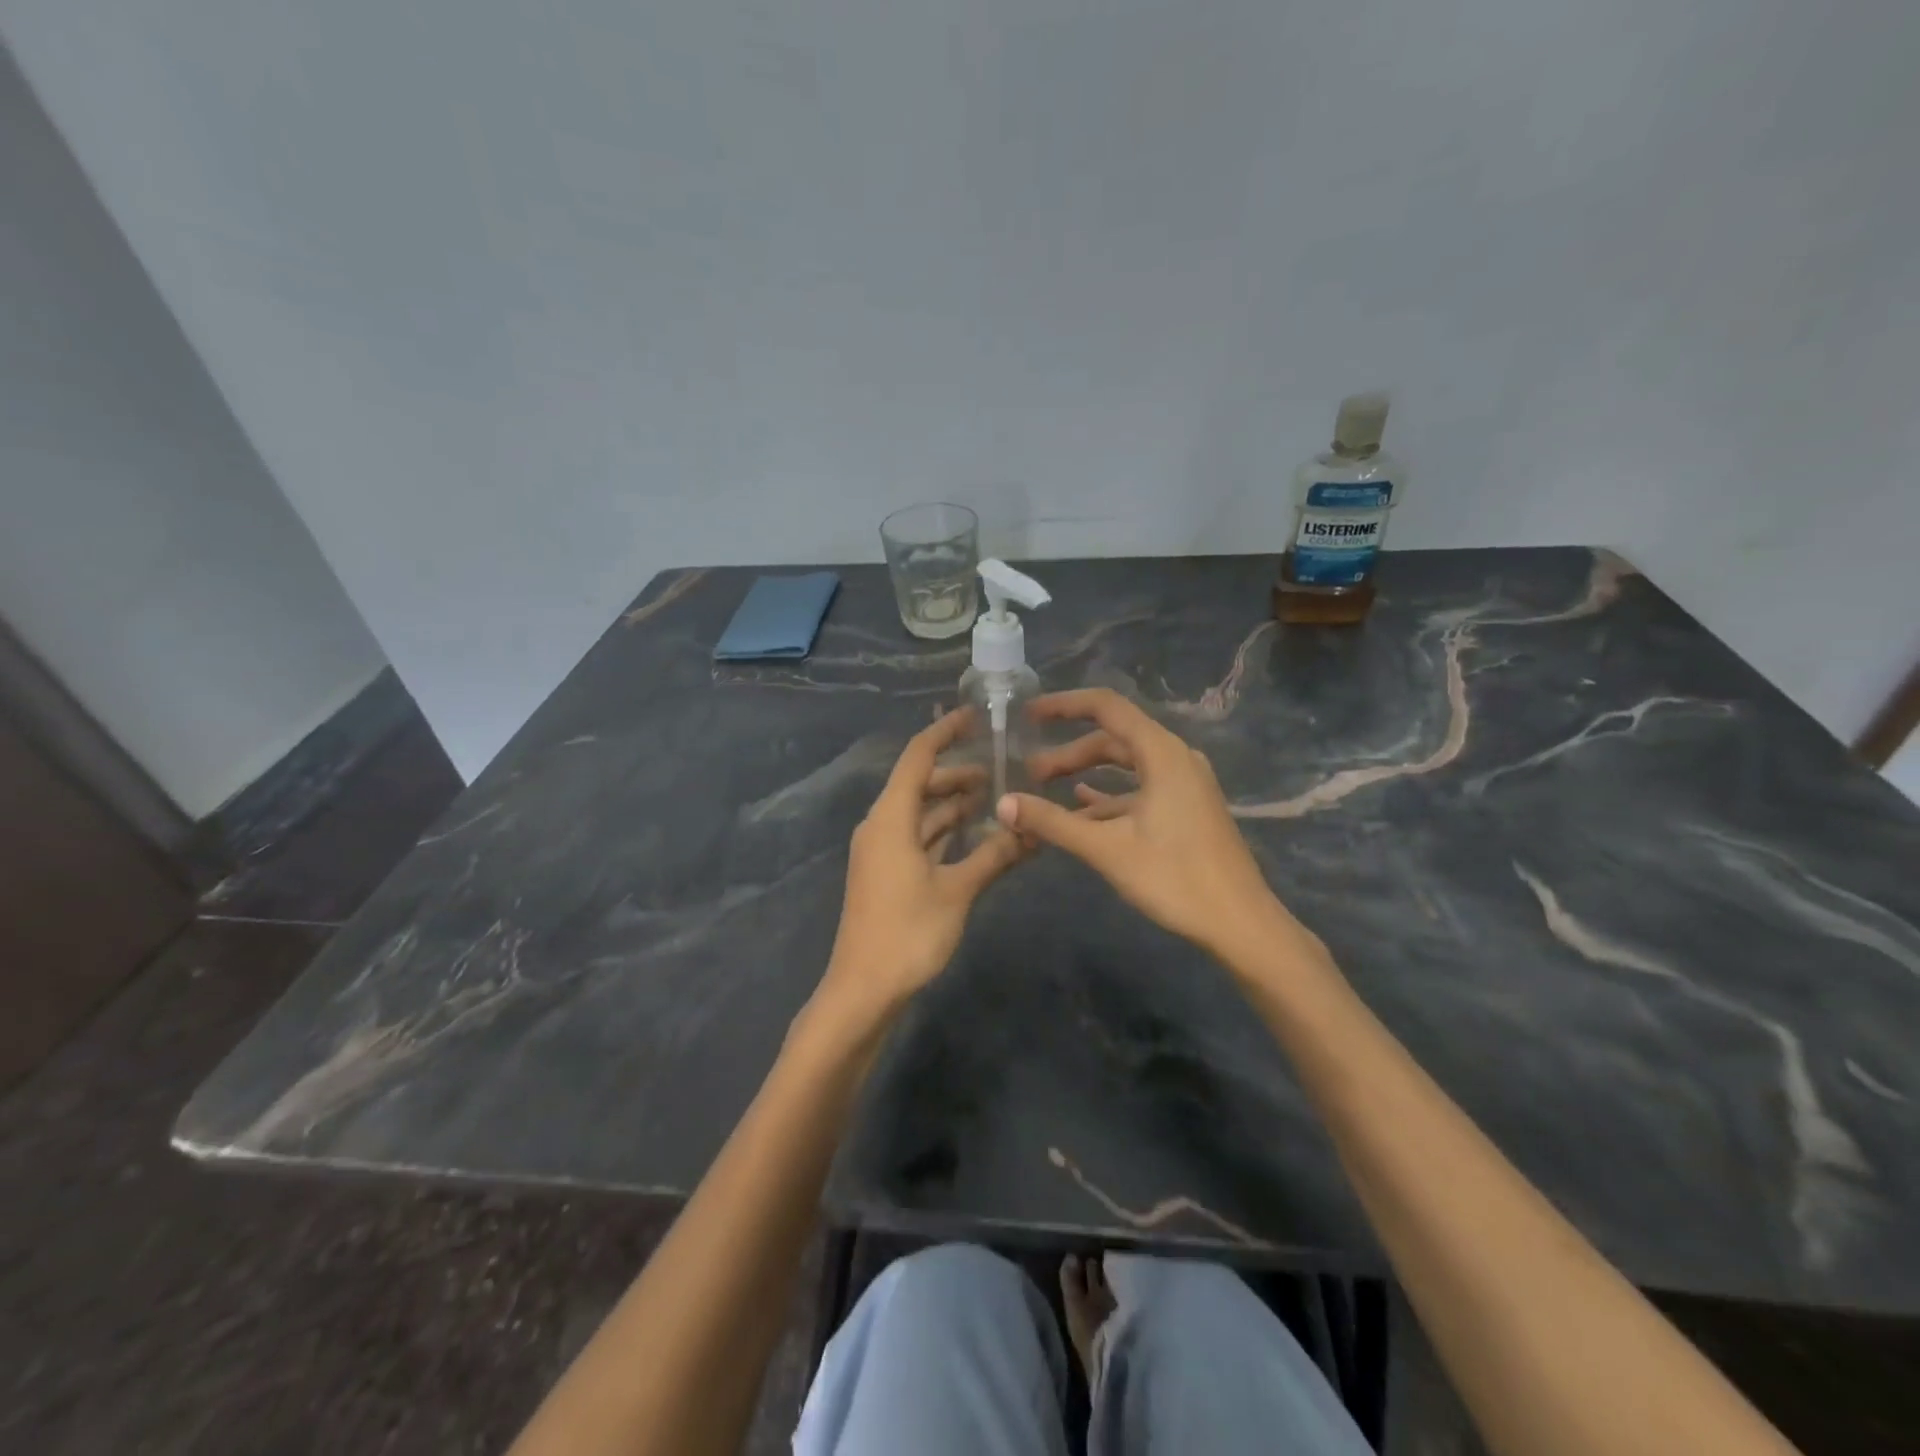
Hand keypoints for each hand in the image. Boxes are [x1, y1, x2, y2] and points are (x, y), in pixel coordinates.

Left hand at [813, 709, 1027, 1028]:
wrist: (863, 990)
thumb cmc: (908, 933)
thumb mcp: (957, 891)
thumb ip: (995, 855)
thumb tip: (1032, 829)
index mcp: (890, 818)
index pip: (917, 757)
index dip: (945, 732)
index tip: (976, 716)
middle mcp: (881, 825)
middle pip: (919, 784)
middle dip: (957, 773)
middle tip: (1001, 768)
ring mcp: (882, 851)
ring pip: (920, 813)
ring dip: (953, 804)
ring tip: (995, 797)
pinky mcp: (886, 873)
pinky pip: (918, 837)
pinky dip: (944, 831)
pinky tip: (974, 834)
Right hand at [997, 689, 1309, 962]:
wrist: (1240, 923)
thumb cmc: (1175, 878)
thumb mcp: (1106, 848)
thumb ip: (1052, 822)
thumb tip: (1003, 804)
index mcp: (1161, 753)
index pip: (1106, 707)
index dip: (1064, 705)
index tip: (1028, 714)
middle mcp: (1175, 758)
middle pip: (1113, 738)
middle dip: (1068, 751)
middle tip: (1029, 772)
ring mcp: (1184, 783)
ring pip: (1125, 765)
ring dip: (1086, 774)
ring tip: (1045, 789)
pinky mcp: (1186, 807)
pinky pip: (1139, 788)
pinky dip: (1108, 794)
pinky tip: (1080, 808)